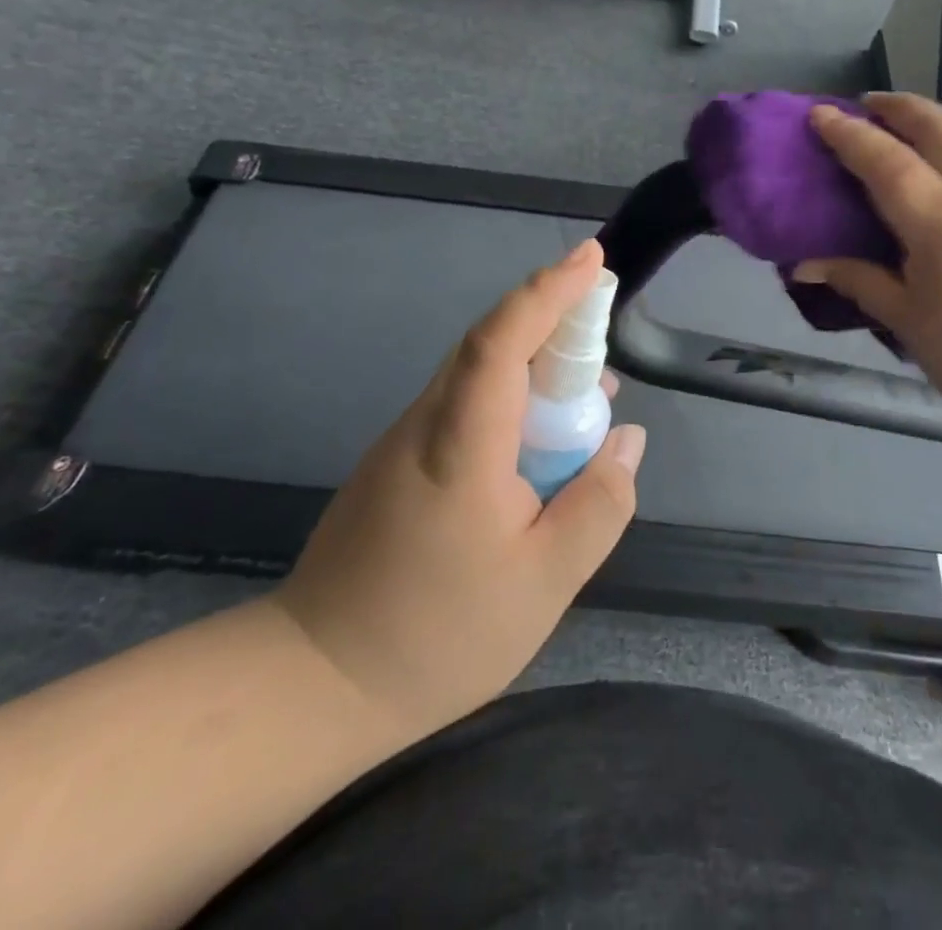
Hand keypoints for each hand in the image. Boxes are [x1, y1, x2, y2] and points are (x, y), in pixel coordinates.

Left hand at [273, 239, 645, 737]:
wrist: (315, 683)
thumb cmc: (437, 635)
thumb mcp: (545, 582)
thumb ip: (598, 505)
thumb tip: (626, 440)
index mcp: (461, 443)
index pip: (501, 340)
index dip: (547, 292)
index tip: (590, 258)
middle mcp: (428, 423)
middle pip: (492, 345)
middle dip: (554, 320)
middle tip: (605, 327)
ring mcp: (406, 440)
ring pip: (480, 376)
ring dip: (537, 365)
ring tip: (590, 392)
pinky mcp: (400, 462)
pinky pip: (467, 406)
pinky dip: (513, 400)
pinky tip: (543, 441)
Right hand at [795, 94, 941, 439]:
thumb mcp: (908, 323)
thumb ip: (858, 281)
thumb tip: (804, 264)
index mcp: (939, 221)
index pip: (883, 160)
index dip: (847, 133)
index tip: (821, 113)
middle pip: (938, 127)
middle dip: (899, 108)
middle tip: (872, 104)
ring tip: (929, 121)